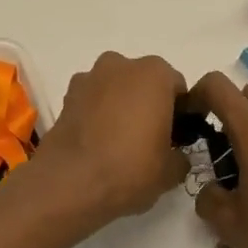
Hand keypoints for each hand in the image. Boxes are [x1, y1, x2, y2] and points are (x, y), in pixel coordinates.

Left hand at [33, 52, 189, 226]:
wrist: (70, 182)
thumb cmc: (130, 168)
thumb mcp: (171, 171)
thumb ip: (181, 156)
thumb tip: (176, 156)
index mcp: (154, 73)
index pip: (177, 88)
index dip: (180, 113)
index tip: (176, 138)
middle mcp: (121, 65)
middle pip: (143, 82)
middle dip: (148, 104)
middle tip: (149, 140)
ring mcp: (89, 77)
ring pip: (115, 88)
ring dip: (120, 106)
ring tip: (119, 142)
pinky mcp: (66, 96)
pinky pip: (92, 100)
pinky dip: (97, 114)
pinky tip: (97, 142)